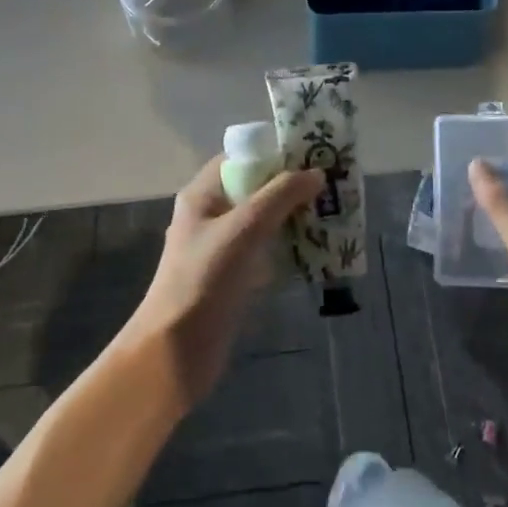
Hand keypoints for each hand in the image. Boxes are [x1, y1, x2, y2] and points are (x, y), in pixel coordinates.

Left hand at [130, 158, 321, 401]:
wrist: (175, 352)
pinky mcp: (233, 276)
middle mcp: (211, 216)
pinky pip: (266, 250)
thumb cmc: (204, 280)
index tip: (311, 155)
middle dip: (291, 186)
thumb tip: (316, 173)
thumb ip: (280, 196)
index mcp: (202, 195)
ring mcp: (222, 248)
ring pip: (263, 221)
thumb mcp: (243, 229)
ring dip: (294, 217)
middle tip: (331, 185)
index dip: (273, 154)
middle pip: (255, 189)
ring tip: (332, 213)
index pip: (240, 159)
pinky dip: (288, 246)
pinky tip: (317, 249)